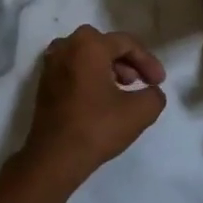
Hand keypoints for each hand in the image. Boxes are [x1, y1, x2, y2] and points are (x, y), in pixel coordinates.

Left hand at [21, 25, 167, 181]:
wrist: (53, 158)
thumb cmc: (96, 128)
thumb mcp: (140, 112)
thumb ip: (154, 95)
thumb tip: (151, 92)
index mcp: (88, 46)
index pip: (126, 43)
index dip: (148, 61)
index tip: (159, 82)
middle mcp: (66, 47)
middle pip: (104, 44)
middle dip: (126, 61)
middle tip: (139, 81)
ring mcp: (51, 65)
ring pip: (87, 55)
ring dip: (108, 67)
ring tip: (122, 90)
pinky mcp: (44, 83)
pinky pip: (73, 68)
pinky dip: (90, 76)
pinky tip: (101, 98)